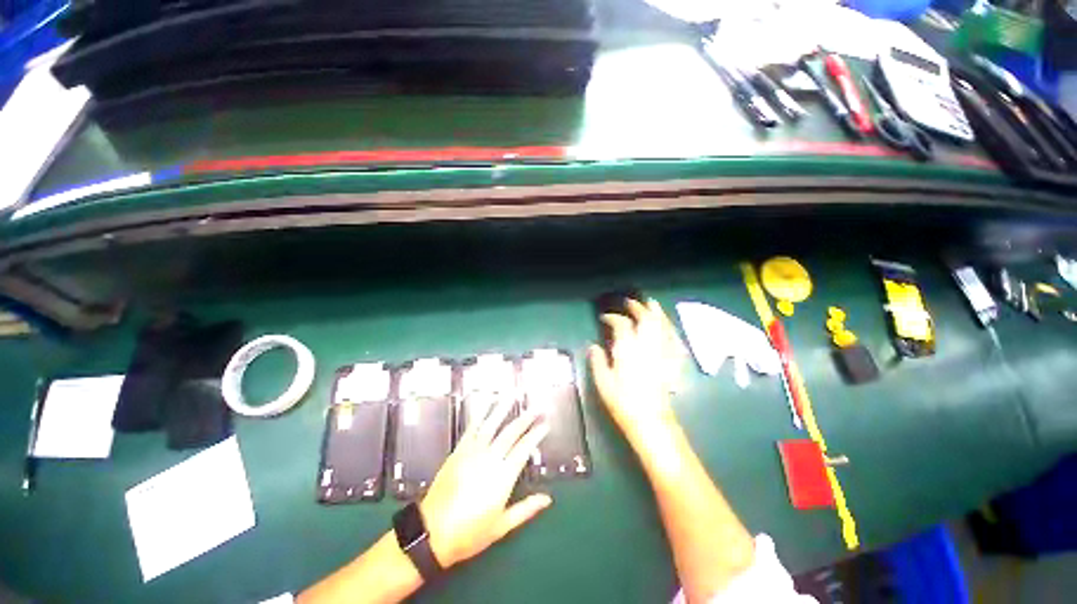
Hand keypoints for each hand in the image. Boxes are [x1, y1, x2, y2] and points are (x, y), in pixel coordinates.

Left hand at [419, 400, 550, 568]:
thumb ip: (526, 509)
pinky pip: (472, 428)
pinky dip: (480, 413)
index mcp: (503, 477)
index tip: (546, 424)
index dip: (536, 434)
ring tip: (514, 394)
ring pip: (492, 424)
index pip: (524, 448)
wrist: (432, 533)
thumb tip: (548, 499)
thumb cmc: (469, 533)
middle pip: (511, 433)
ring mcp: (473, 452)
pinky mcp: (459, 451)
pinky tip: (487, 402)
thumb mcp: (501, 526)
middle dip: (526, 418)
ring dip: (504, 408)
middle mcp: (490, 459)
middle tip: (537, 406)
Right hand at [588, 298, 684, 442]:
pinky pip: (673, 339)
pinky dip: (669, 329)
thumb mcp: (603, 382)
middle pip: (645, 319)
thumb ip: (597, 361)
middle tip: (629, 302)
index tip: (605, 318)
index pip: (621, 325)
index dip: (612, 318)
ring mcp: (662, 353)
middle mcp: (647, 346)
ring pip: (661, 326)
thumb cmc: (623, 401)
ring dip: (656, 312)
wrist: (651, 421)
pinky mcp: (672, 362)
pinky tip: (668, 326)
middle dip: (637, 307)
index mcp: (628, 349)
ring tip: (651, 303)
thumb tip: (593, 346)